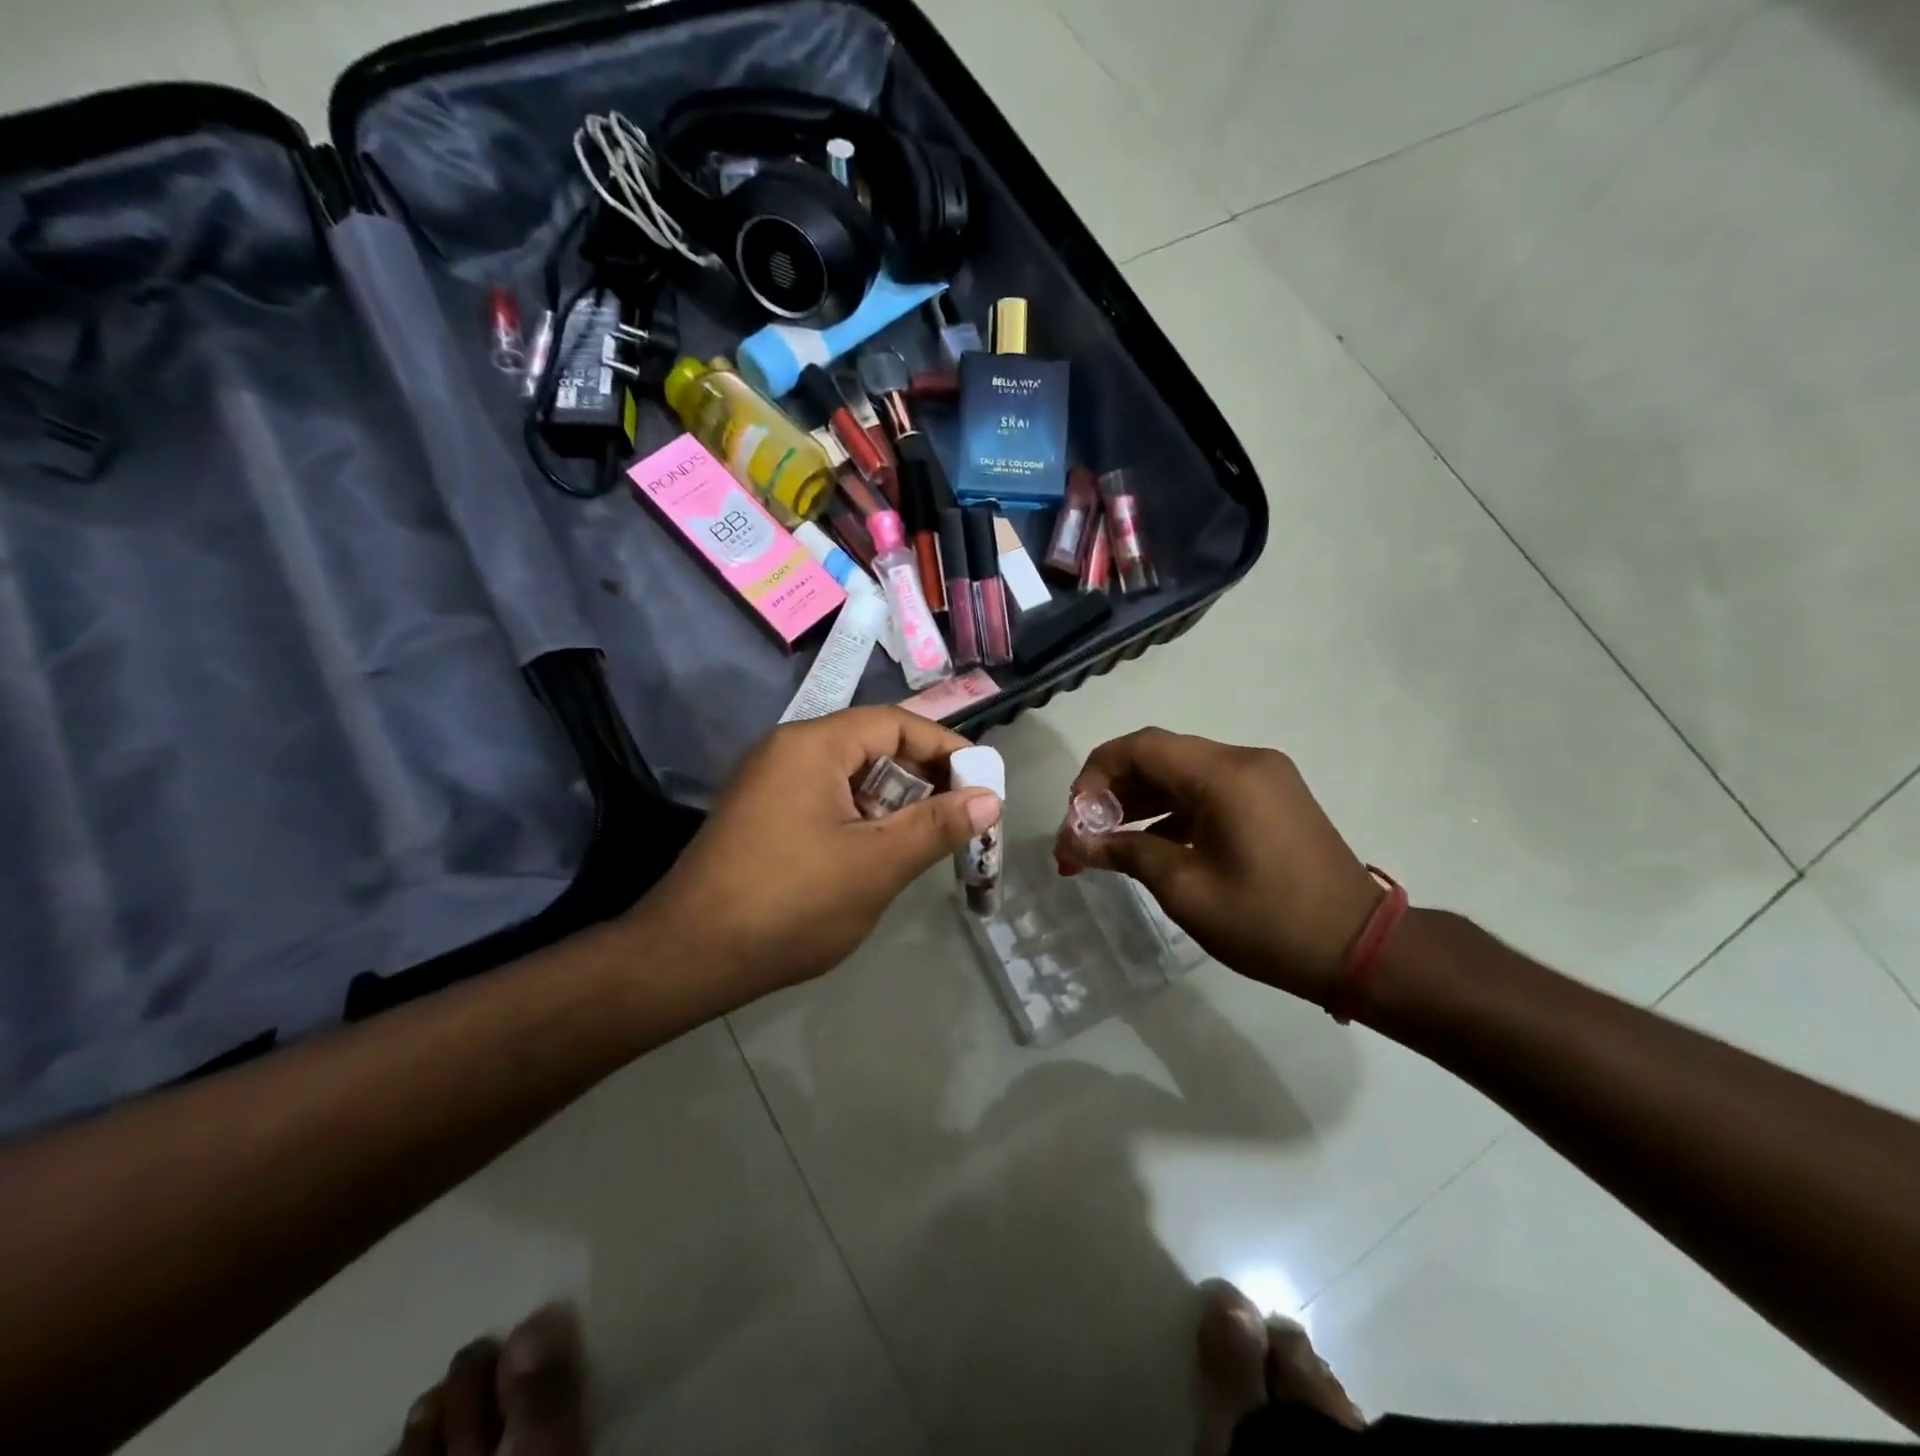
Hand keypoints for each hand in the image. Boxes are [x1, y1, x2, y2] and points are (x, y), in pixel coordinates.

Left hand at [637, 707, 1001, 1005]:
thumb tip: (990, 798)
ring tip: (925, 840)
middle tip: (962, 816)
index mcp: (812, 745)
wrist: (688, 959)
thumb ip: (936, 826)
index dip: (945, 747)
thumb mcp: (876, 864)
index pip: (895, 723)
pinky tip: (878, 856)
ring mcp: (770, 784)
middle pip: (872, 746)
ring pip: (850, 777)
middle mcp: (788, 751)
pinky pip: (826, 801)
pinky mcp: (763, 816)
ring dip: (894, 803)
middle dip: (923, 778)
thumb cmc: (790, 904)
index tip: (983, 781)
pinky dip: (861, 819)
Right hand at [1057, 729, 1382, 1004]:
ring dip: (1141, 802)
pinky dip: (1173, 811)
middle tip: (1083, 834)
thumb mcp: (1185, 888)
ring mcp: (1262, 778)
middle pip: (1160, 756)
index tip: (1075, 816)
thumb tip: (1073, 842)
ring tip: (1106, 842)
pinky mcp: (1271, 799)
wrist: (1360, 948)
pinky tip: (1149, 844)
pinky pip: (1208, 791)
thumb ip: (1125, 852)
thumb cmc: (1267, 921)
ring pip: (1182, 774)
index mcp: (1224, 774)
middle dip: (1114, 791)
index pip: (1141, 747)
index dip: (1096, 773)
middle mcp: (1244, 761)